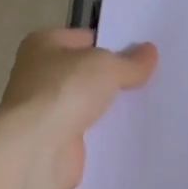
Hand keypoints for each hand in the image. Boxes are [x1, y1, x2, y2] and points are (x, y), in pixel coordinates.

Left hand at [0, 29, 158, 188]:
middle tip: (151, 78)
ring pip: (88, 102)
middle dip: (114, 76)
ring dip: (110, 106)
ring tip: (148, 103)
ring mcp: (46, 109)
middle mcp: (39, 74)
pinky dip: (105, 132)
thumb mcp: (107, 67)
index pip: (86, 38)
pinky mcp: (55, 140)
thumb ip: (130, 61)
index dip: (114, 43)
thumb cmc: (65, 91)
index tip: (143, 54)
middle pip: (86, 71)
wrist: (36, 149)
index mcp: (43, 44)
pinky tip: (133, 131)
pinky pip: (88, 131)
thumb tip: (150, 52)